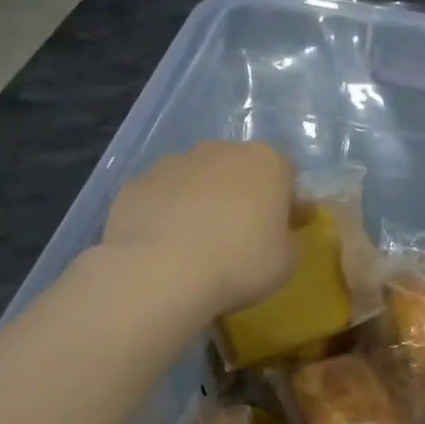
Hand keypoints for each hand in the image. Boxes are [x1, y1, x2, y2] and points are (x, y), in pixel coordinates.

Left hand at [103, 141, 296, 315]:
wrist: (161, 273)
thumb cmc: (239, 264)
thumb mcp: (286, 261)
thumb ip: (288, 238)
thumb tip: (278, 232)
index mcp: (265, 163)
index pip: (286, 173)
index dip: (285, 202)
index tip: (281, 230)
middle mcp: (220, 150)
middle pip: (238, 168)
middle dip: (241, 195)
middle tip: (239, 237)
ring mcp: (174, 162)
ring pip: (196, 178)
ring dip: (201, 201)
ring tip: (196, 245)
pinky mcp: (137, 183)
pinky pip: (162, 196)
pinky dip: (166, 213)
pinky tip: (164, 247)